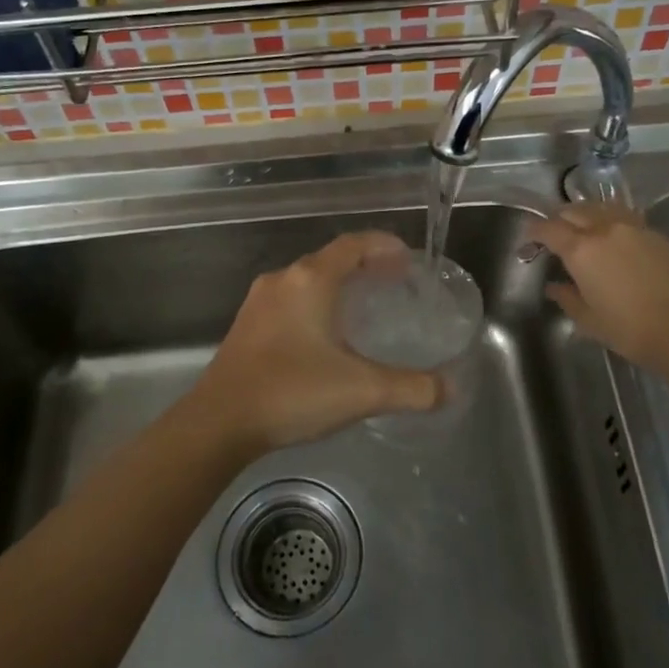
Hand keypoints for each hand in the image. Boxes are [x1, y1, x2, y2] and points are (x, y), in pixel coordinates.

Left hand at [192, 232, 442, 452]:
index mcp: (311, 280)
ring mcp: (260, 302)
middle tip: (395, 283)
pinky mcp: (246, 325)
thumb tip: (450, 387)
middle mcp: (283, 280)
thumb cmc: (293, 392)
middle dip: (365, 265)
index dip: (384, 246)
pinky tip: (325, 334)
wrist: (218, 422)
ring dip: (338, 284)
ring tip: (365, 306)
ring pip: (307, 279)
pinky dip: (316, 303)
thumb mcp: (362, 390)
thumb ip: (413, 388)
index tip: (408, 259)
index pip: (354, 244)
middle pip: (330, 259)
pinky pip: (290, 299)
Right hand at [527, 204, 668, 370]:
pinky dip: (614, 223)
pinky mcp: (659, 235)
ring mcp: (636, 228)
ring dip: (588, 214)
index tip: (529, 237)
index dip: (535, 230)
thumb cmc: (630, 330)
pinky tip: (617, 240)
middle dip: (560, 219)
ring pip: (603, 208)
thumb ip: (567, 298)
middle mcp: (606, 229)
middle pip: (575, 211)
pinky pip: (628, 219)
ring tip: (586, 229)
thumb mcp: (589, 320)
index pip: (549, 228)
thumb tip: (555, 287)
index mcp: (582, 249)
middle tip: (556, 233)